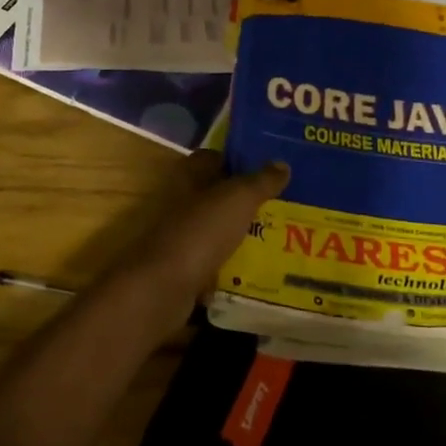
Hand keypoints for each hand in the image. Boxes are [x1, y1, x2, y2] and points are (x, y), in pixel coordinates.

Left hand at [103, 152, 289, 329]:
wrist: (163, 287)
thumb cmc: (200, 232)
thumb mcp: (238, 200)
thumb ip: (260, 182)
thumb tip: (282, 164)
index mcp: (188, 178)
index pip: (211, 158)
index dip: (237, 159)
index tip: (267, 169)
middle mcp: (179, 203)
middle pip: (214, 194)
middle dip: (242, 200)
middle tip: (280, 205)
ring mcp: (178, 237)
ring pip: (213, 229)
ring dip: (237, 233)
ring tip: (275, 238)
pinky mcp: (180, 268)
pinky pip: (211, 261)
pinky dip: (229, 266)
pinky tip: (255, 270)